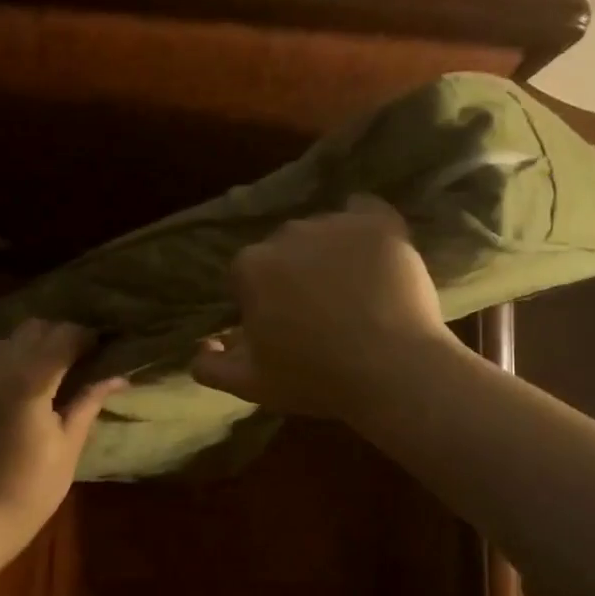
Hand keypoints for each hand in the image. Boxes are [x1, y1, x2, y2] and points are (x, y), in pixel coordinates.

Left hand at [0, 320, 122, 555]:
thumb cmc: (31, 488)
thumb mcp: (68, 445)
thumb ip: (88, 403)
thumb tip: (118, 377)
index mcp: (30, 382)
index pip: (63, 337)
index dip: (87, 337)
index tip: (103, 347)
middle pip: (35, 329)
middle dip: (61, 335)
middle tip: (82, 357)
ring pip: (9, 339)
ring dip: (34, 344)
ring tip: (54, 368)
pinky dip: (12, 359)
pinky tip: (25, 383)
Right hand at [191, 195, 451, 419]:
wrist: (394, 372)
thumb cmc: (315, 379)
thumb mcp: (250, 384)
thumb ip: (210, 365)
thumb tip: (201, 344)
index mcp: (251, 266)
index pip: (247, 276)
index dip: (261, 301)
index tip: (281, 328)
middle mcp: (287, 233)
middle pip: (283, 251)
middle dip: (293, 275)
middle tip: (318, 313)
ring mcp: (336, 223)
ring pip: (322, 233)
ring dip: (328, 254)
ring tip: (353, 292)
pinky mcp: (380, 223)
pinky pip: (364, 211)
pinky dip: (362, 226)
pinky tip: (370, 252)